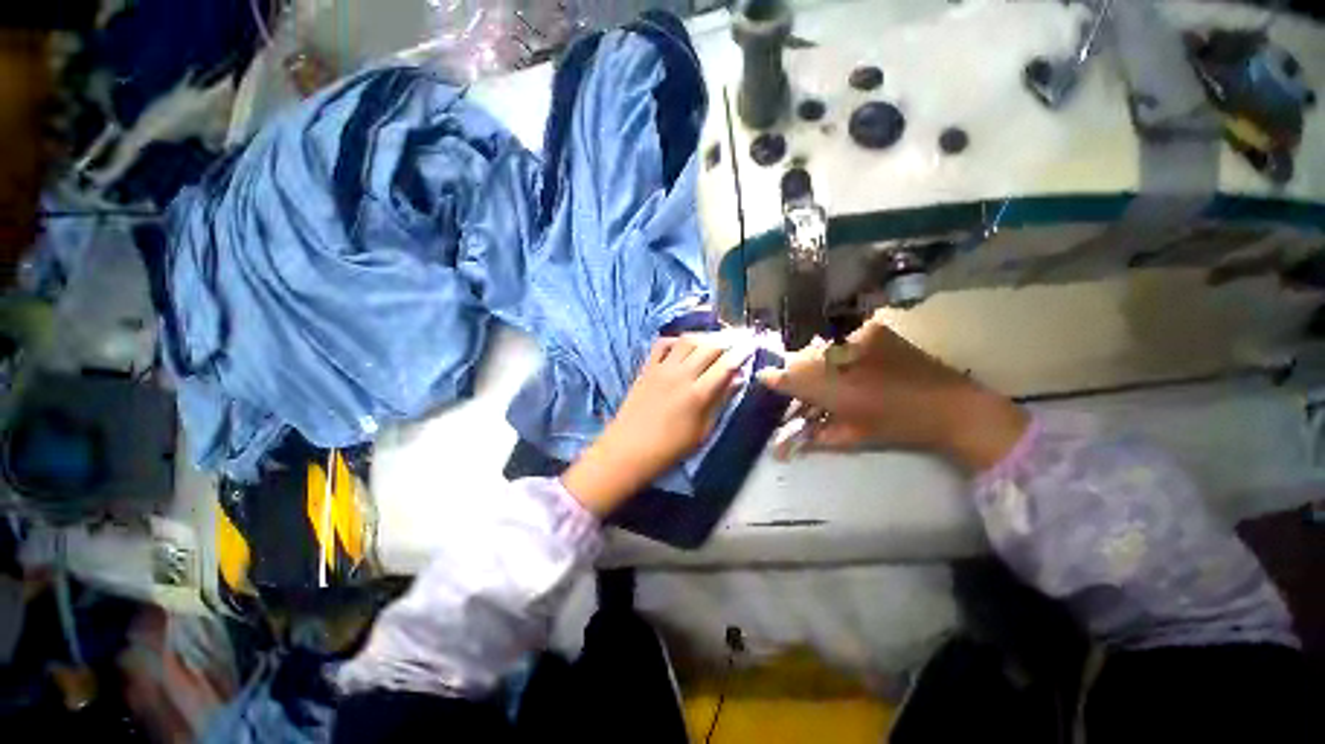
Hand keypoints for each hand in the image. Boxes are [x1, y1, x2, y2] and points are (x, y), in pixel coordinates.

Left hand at [562, 335, 744, 515]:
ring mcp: (662, 369)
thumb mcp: (702, 431)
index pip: (726, 365)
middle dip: (727, 340)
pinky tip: (683, 344)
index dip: (741, 353)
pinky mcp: (646, 368)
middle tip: (738, 338)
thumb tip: (738, 379)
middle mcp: (681, 375)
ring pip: (687, 341)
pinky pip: (661, 344)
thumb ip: (720, 402)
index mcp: (698, 394)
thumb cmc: (670, 448)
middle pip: (708, 347)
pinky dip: (676, 340)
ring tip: (714, 339)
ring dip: (704, 337)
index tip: (751, 345)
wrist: (629, 449)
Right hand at [757, 311, 1028, 471]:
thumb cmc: (897, 427)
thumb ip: (813, 436)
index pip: (790, 377)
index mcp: (833, 387)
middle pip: (802, 360)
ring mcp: (857, 339)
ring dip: (816, 363)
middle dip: (796, 372)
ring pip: (821, 349)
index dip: (773, 378)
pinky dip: (839, 353)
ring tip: (827, 376)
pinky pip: (842, 340)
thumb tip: (780, 447)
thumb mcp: (851, 436)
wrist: (951, 406)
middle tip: (799, 383)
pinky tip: (851, 365)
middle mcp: (839, 357)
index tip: (762, 377)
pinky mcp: (873, 331)